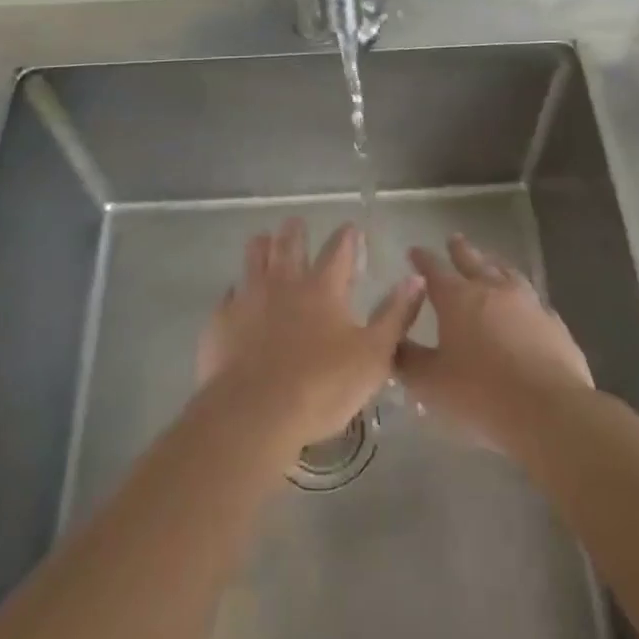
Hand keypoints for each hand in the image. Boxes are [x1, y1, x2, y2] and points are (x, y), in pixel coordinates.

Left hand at [197, 218, 424, 459]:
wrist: (253, 414)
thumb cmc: (321, 386)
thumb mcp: (373, 356)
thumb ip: (396, 315)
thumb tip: (417, 278)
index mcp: (323, 288)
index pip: (339, 250)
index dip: (347, 237)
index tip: (351, 229)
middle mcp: (284, 282)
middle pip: (289, 243)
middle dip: (295, 230)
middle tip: (297, 224)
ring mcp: (249, 298)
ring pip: (254, 258)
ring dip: (261, 246)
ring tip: (263, 241)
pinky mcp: (222, 321)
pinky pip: (229, 295)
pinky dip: (236, 291)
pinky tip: (237, 297)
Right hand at [396, 234, 593, 453]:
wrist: (549, 410)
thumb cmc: (481, 394)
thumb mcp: (431, 383)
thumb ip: (408, 361)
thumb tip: (393, 345)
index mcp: (457, 298)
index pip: (434, 270)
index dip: (423, 259)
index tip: (414, 251)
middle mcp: (492, 290)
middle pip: (473, 261)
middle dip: (460, 250)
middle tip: (454, 238)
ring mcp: (528, 303)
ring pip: (507, 273)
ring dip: (494, 264)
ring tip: (490, 260)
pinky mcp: (554, 323)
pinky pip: (534, 301)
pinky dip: (523, 297)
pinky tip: (526, 304)